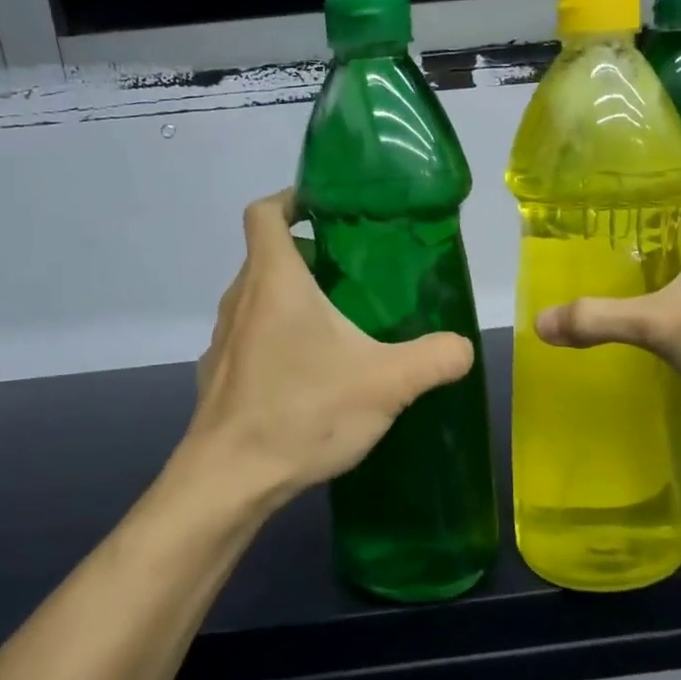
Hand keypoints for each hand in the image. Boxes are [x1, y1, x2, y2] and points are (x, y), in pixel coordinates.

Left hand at [181, 191, 475, 506]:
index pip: (265, 212)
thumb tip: (463, 346)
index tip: (326, 210)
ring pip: (257, 299)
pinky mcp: (217, 375)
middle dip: (308, 256)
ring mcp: (223, 339)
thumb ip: (435, 358)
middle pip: (267, 256)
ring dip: (292, 301)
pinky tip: (308, 378)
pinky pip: (250, 338)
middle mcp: (240, 299)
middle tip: (354, 276)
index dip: (291, 198)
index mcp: (274, 280)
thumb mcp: (387, 383)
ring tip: (338, 327)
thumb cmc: (303, 412)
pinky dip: (276, 340)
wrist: (229, 480)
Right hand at [535, 174, 680, 430]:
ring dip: (669, 260)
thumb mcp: (665, 328)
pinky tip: (664, 313)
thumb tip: (540, 321)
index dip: (638, 181)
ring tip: (619, 274)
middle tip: (594, 241)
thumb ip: (601, 320)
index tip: (595, 196)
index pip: (677, 175)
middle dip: (644, 226)